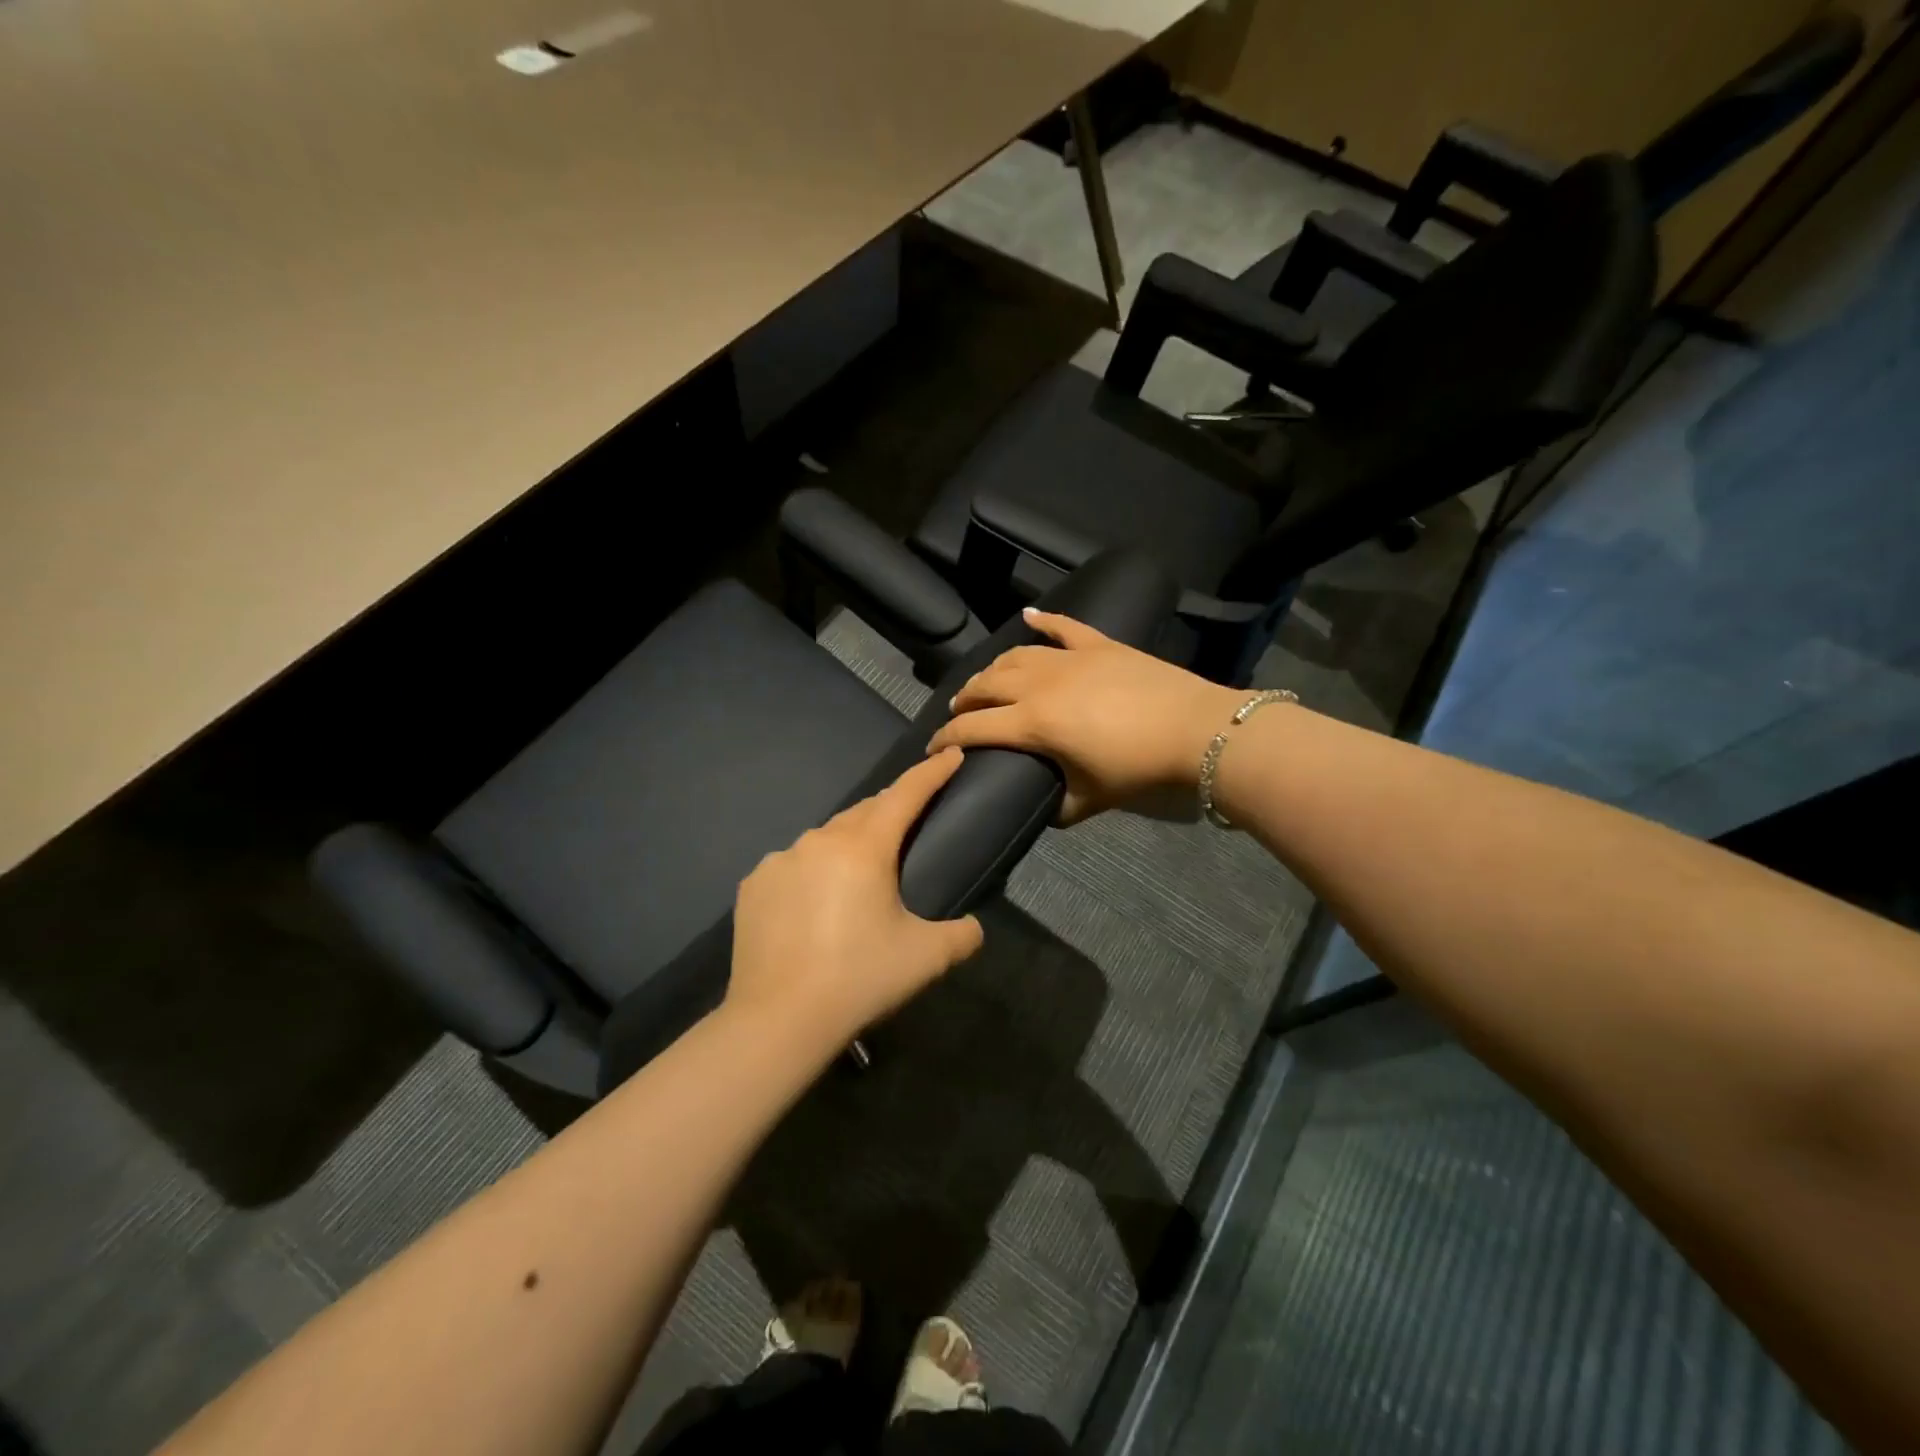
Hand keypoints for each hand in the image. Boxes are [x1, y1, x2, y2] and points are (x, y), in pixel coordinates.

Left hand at [727, 749, 984, 1048]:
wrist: (778, 1020)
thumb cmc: (859, 980)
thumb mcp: (926, 958)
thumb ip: (962, 935)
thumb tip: (972, 927)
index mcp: (864, 849)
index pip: (905, 795)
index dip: (931, 773)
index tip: (950, 755)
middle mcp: (819, 841)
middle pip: (864, 812)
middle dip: (889, 811)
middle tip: (908, 828)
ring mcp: (780, 860)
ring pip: (825, 839)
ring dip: (847, 845)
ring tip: (857, 879)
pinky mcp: (753, 885)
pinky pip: (792, 866)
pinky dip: (811, 873)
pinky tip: (813, 906)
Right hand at [926, 608, 1244, 822]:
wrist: (1197, 730)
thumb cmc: (1139, 769)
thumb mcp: (1091, 799)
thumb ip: (1059, 807)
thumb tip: (1043, 810)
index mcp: (1034, 723)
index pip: (974, 728)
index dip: (947, 737)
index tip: (933, 746)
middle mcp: (1040, 684)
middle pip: (987, 685)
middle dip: (965, 698)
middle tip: (959, 711)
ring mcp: (1070, 658)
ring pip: (1015, 656)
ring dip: (993, 668)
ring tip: (985, 680)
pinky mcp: (1099, 645)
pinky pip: (1063, 627)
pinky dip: (1044, 620)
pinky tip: (1028, 616)